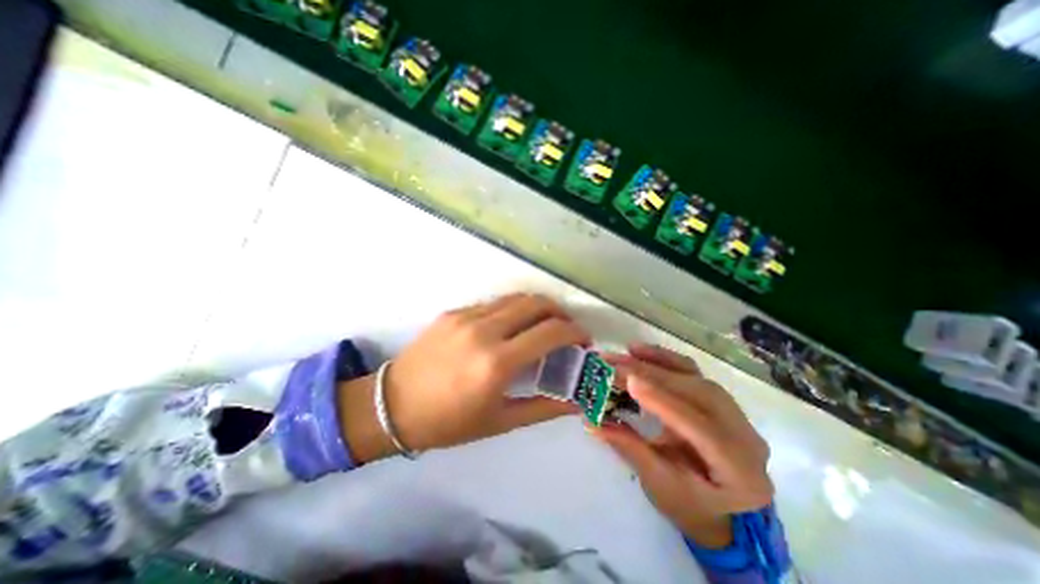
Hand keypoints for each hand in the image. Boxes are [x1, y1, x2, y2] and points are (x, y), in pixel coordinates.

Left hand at [340, 294, 582, 462]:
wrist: (392, 406)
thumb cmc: (448, 422)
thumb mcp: (500, 421)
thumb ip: (544, 408)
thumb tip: (577, 402)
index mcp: (497, 363)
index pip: (550, 332)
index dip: (575, 332)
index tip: (583, 340)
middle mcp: (483, 331)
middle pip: (536, 303)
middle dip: (560, 312)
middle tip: (566, 329)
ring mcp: (466, 317)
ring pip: (515, 298)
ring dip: (537, 307)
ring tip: (542, 325)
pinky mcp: (453, 312)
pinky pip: (493, 304)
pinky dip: (512, 310)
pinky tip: (510, 328)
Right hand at [593, 343, 769, 546]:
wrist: (727, 514)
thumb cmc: (693, 508)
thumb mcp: (659, 485)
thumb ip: (628, 447)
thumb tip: (591, 421)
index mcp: (738, 469)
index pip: (700, 427)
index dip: (663, 402)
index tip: (629, 381)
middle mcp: (744, 434)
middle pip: (697, 393)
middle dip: (652, 374)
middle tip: (615, 363)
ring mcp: (735, 413)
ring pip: (697, 377)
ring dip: (660, 361)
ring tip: (629, 351)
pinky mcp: (719, 400)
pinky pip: (694, 373)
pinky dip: (667, 360)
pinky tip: (644, 352)